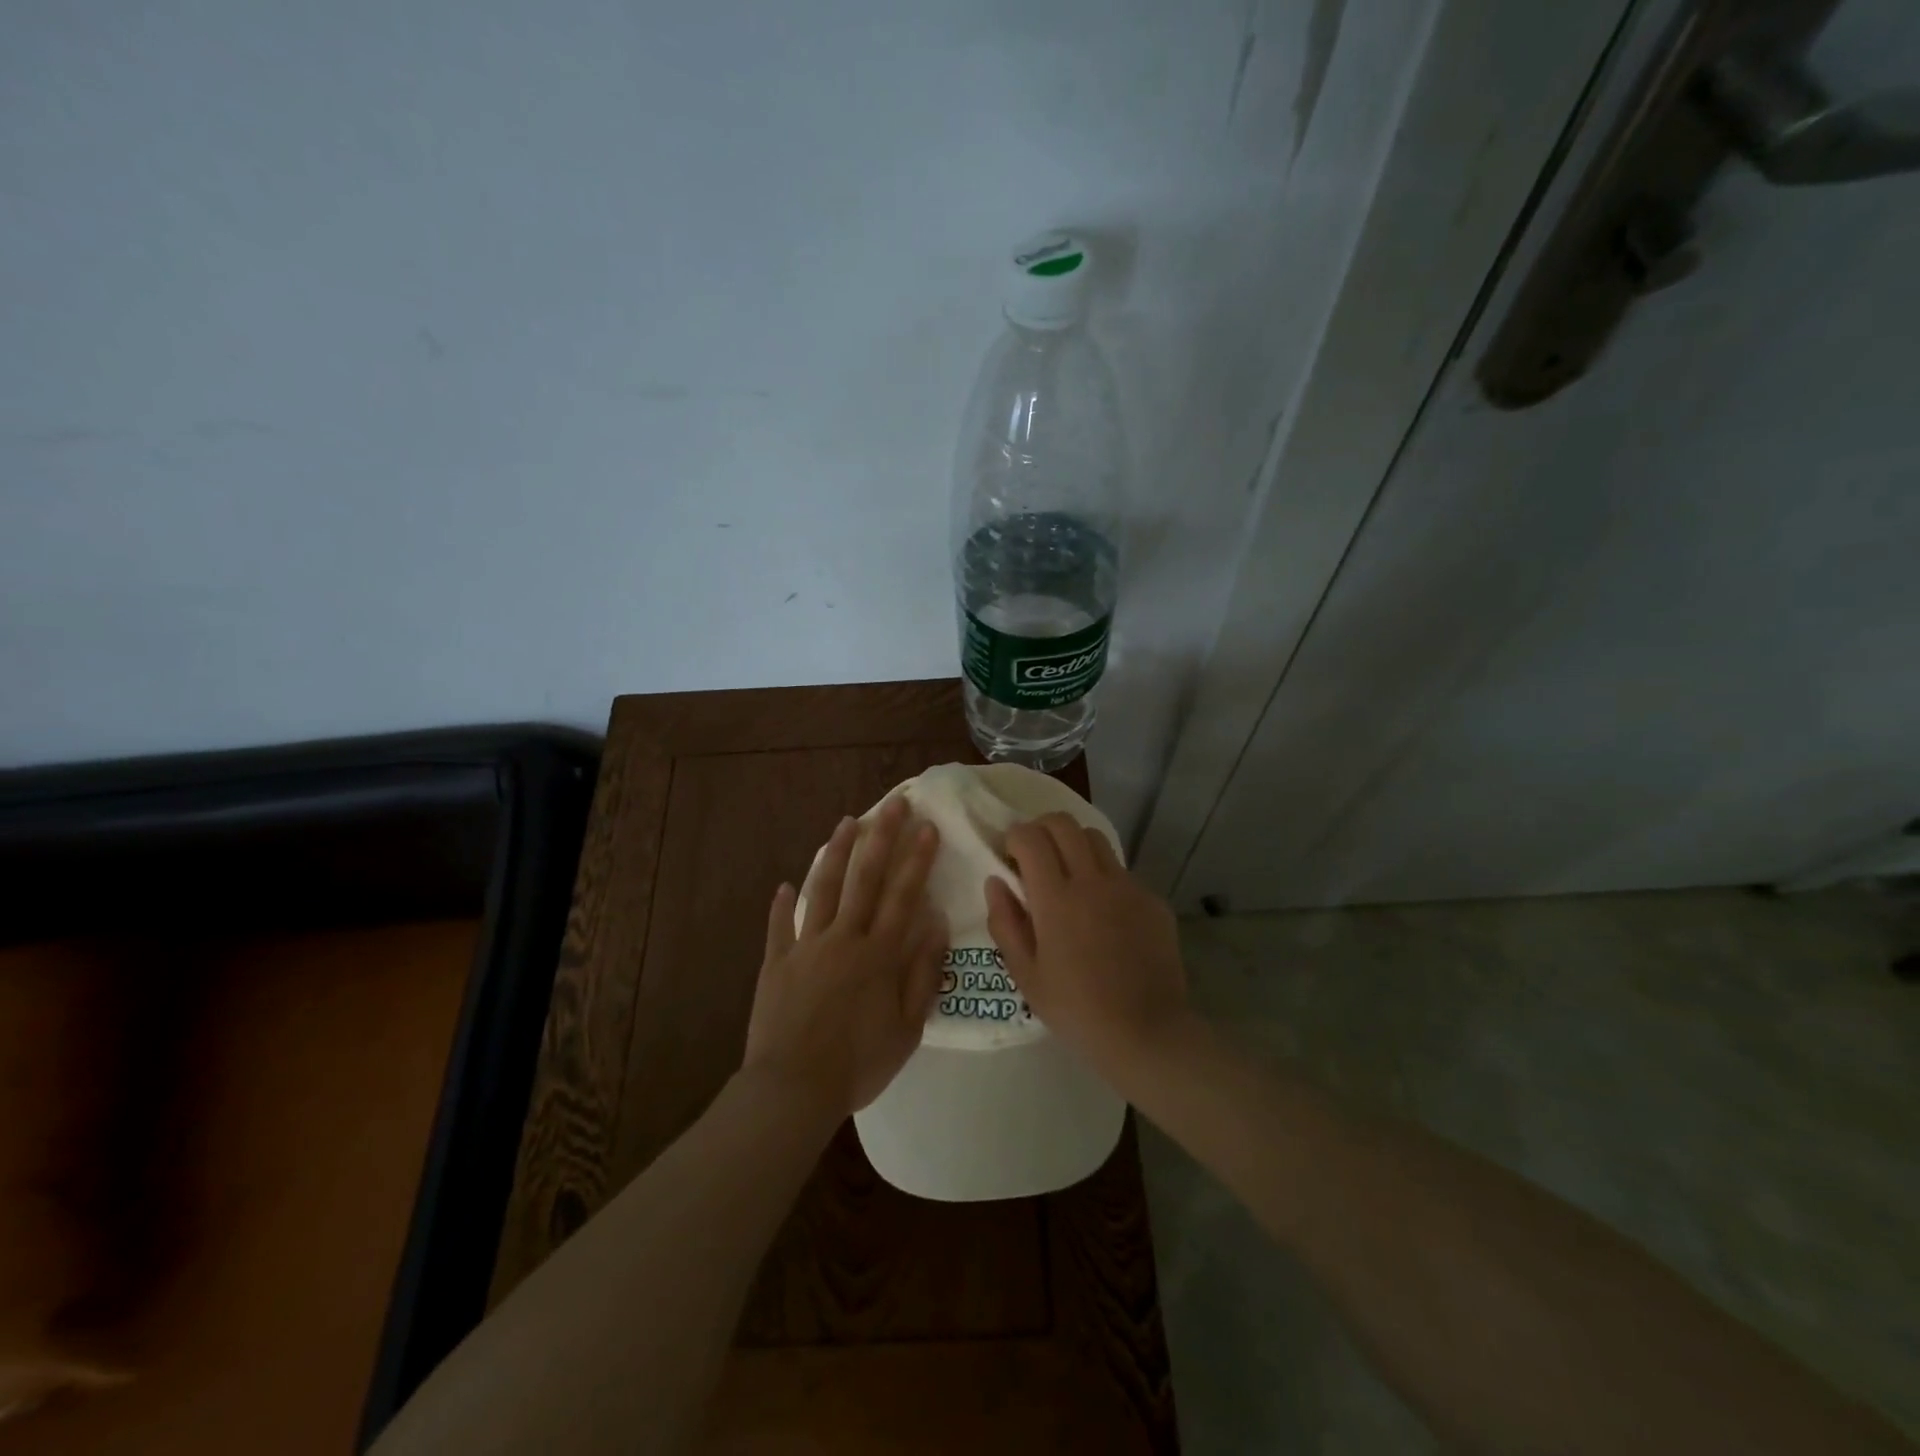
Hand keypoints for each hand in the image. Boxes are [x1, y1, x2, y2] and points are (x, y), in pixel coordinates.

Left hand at [743, 797, 946, 1121]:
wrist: (793, 1089)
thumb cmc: (858, 1064)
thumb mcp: (908, 1029)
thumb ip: (923, 975)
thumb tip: (936, 926)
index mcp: (879, 955)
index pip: (903, 896)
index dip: (917, 860)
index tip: (927, 827)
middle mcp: (844, 939)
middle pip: (865, 879)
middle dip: (881, 838)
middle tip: (892, 804)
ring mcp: (806, 947)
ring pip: (823, 889)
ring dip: (836, 853)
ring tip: (847, 822)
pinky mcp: (776, 962)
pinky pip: (779, 927)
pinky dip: (782, 905)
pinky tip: (783, 885)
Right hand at [985, 812, 1190, 1080]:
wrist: (1147, 1032)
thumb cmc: (1076, 1009)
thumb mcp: (1026, 974)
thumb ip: (1004, 922)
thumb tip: (995, 881)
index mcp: (1056, 898)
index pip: (1030, 837)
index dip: (1014, 837)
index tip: (1010, 857)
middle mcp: (1092, 880)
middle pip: (1063, 823)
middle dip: (1041, 828)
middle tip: (1034, 856)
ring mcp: (1127, 886)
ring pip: (1095, 837)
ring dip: (1073, 844)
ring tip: (1068, 876)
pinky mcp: (1152, 899)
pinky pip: (1121, 871)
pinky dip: (1103, 876)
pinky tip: (1102, 913)